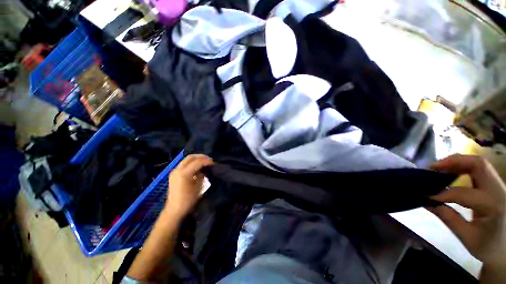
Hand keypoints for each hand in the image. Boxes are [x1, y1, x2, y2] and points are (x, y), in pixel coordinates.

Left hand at [165, 154, 213, 216]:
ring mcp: (174, 171)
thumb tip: (204, 169)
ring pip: (186, 160)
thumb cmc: (189, 200)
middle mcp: (178, 169)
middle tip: (209, 160)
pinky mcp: (174, 174)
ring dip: (196, 159)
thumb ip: (202, 174)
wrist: (175, 210)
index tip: (214, 163)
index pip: (198, 162)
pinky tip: (197, 167)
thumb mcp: (199, 186)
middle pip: (190, 157)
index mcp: (184, 173)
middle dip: (201, 157)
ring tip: (204, 162)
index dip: (207, 161)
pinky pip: (184, 164)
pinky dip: (191, 163)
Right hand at [428, 154, 505, 264]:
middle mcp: (499, 190)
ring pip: (478, 163)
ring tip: (438, 168)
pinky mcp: (495, 185)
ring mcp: (499, 185)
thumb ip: (448, 218)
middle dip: (452, 162)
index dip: (442, 193)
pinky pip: (479, 169)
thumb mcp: (467, 237)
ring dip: (457, 162)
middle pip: (478, 164)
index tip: (424, 195)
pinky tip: (451, 172)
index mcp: (494, 205)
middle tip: (432, 168)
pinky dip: (463, 167)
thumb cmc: (488, 247)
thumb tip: (427, 202)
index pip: (464, 193)